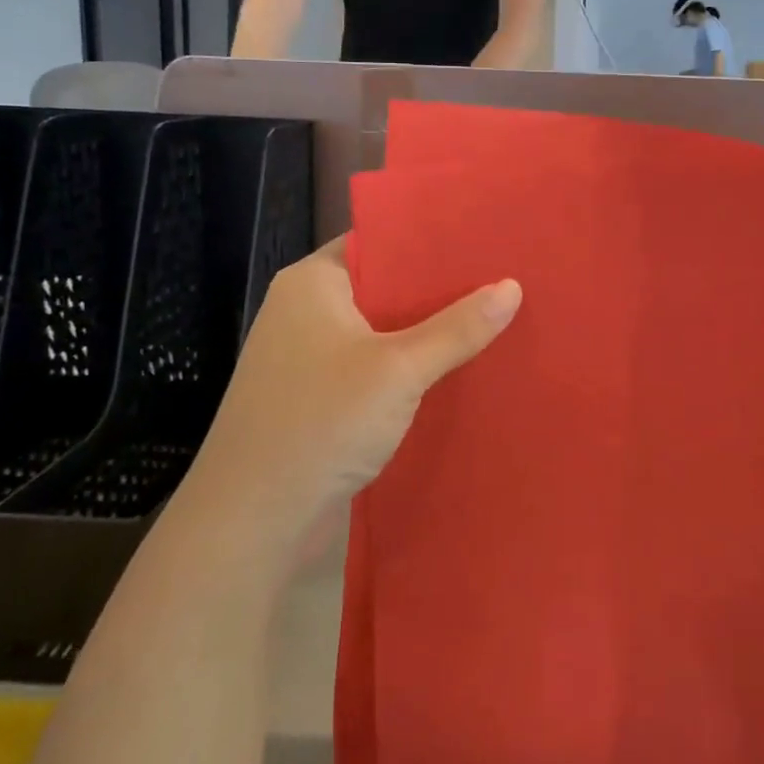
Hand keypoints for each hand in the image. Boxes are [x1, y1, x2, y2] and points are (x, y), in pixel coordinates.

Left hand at [178, 237, 520, 573]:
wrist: (251, 523)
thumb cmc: (319, 423)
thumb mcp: (399, 370)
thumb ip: (457, 328)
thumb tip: (512, 286)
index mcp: (313, 282)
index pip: (378, 241)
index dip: (428, 240)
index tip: (482, 241)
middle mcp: (306, 311)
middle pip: (384, 287)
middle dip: (438, 290)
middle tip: (502, 280)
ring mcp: (309, 358)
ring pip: (381, 331)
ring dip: (426, 334)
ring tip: (492, 321)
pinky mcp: (317, 399)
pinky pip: (373, 368)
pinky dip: (408, 369)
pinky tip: (455, 372)